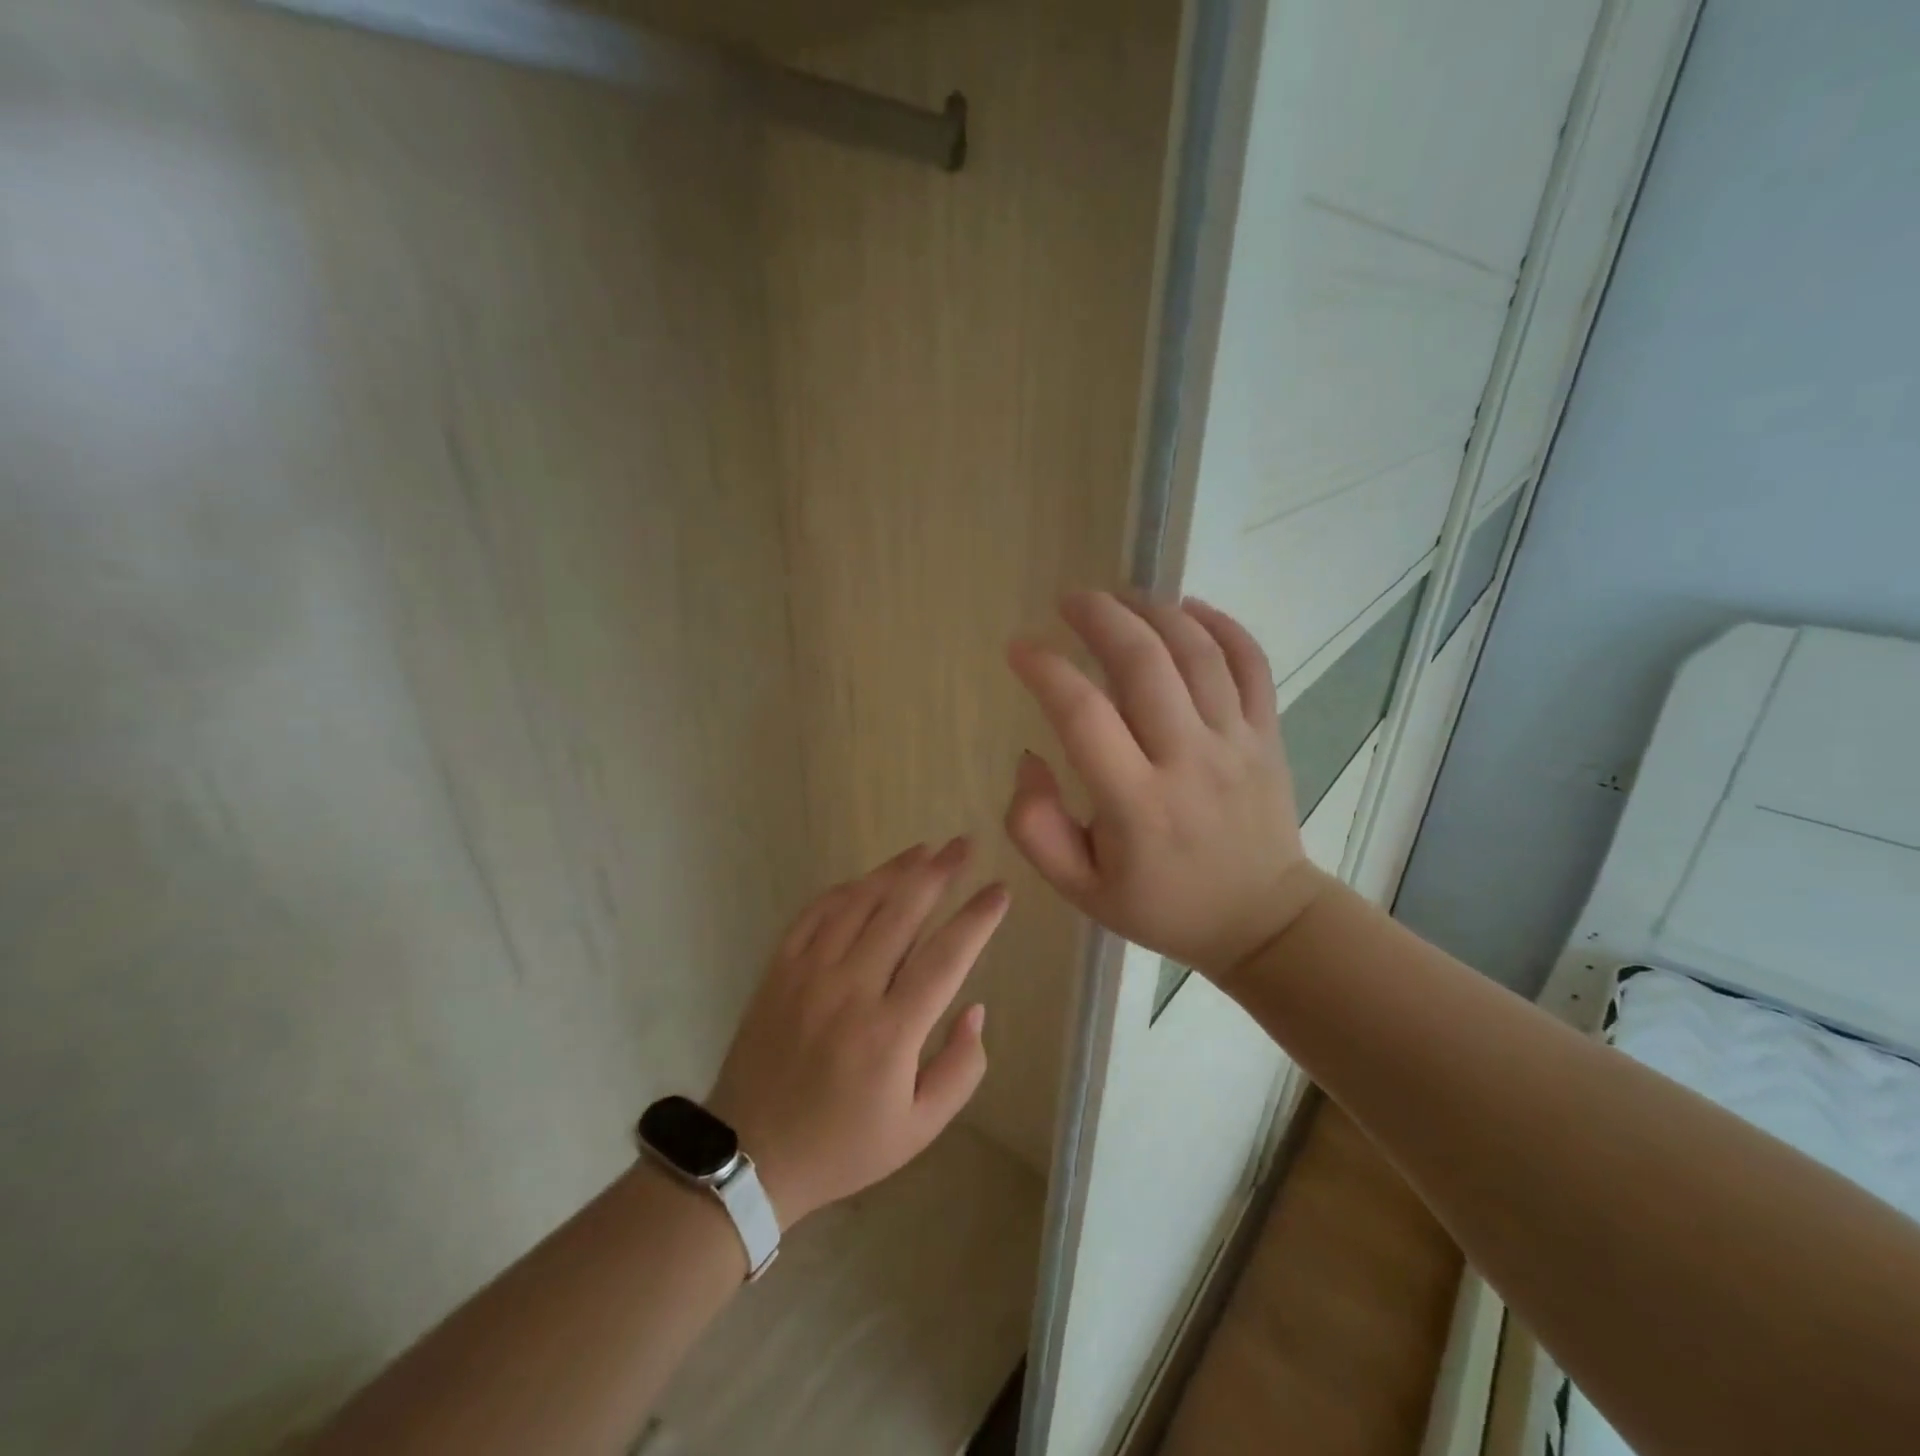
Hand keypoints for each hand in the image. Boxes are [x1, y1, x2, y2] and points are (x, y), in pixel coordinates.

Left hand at [706, 838, 1008, 1228]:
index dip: (978, 918)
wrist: (751, 1154)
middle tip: (963, 845)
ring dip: (895, 871)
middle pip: (902, 912)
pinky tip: (866, 880)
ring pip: (859, 903)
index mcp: (891, 1032)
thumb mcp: (919, 1129)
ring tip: (925, 850)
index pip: (947, 956)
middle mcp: (851, 990)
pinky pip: (815, 913)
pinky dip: (845, 890)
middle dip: (939, 872)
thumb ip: (960, 1068)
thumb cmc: (844, 1145)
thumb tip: (975, 1007)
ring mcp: (809, 974)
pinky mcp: (779, 970)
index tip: (1000, 890)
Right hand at [1004, 591, 1325, 980]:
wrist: (1262, 921)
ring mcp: (1236, 742)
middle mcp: (1188, 761)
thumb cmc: (1162, 906)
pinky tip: (1189, 607)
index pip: (1083, 716)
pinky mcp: (1268, 734)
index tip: (1020, 650)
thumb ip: (1036, 828)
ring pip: (1197, 652)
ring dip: (1153, 610)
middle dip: (1100, 617)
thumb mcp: (1080, 890)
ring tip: (1118, 596)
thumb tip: (1030, 758)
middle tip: (1068, 600)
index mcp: (1136, 805)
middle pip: (1144, 663)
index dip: (1044, 670)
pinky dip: (1221, 625)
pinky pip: (1251, 663)